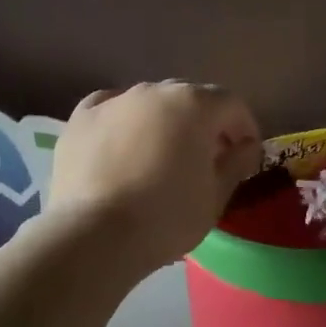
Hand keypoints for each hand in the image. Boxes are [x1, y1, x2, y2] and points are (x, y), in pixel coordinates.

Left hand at [47, 82, 261, 271]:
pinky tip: (123, 142)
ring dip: (164, 122)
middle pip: (190, 98)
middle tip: (208, 158)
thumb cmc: (166, 217)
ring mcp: (113, 102)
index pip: (231, 104)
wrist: (94, 235)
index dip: (244, 129)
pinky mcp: (80, 119)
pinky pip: (110, 109)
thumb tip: (246, 146)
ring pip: (149, 102)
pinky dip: (123, 121)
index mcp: (193, 104)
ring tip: (163, 156)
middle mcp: (153, 91)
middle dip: (205, 123)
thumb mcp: (216, 196)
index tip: (246, 157)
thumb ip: (237, 163)